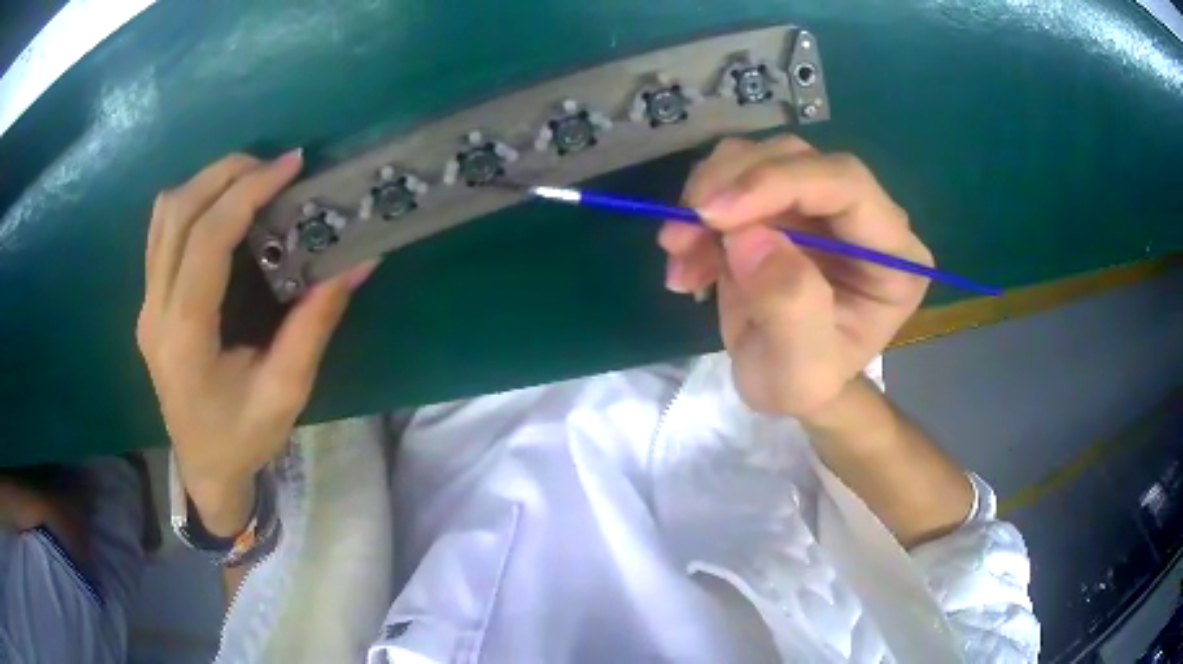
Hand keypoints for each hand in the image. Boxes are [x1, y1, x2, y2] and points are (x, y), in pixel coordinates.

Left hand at [136, 151, 375, 518]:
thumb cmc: (243, 439)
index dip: (248, 192)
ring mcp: (147, 305)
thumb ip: (315, 323)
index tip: (291, 165)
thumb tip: (357, 261)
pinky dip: (191, 203)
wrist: (203, 469)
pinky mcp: (150, 303)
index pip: (207, 239)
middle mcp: (156, 311)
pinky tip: (220, 207)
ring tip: (251, 179)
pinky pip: (161, 232)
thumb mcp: (286, 392)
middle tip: (275, 167)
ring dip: (207, 183)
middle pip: (178, 212)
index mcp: (186, 337)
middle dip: (227, 174)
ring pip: (164, 215)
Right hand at [658, 137, 931, 417]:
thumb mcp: (802, 371)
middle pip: (796, 159)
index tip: (711, 213)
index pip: (846, 183)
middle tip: (679, 236)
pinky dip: (697, 213)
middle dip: (730, 187)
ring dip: (705, 196)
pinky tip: (686, 259)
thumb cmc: (804, 384)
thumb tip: (749, 235)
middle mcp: (863, 215)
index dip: (779, 182)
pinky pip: (731, 179)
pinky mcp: (781, 203)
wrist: (784, 382)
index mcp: (895, 254)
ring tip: (679, 253)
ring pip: (757, 157)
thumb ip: (791, 306)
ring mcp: (820, 203)